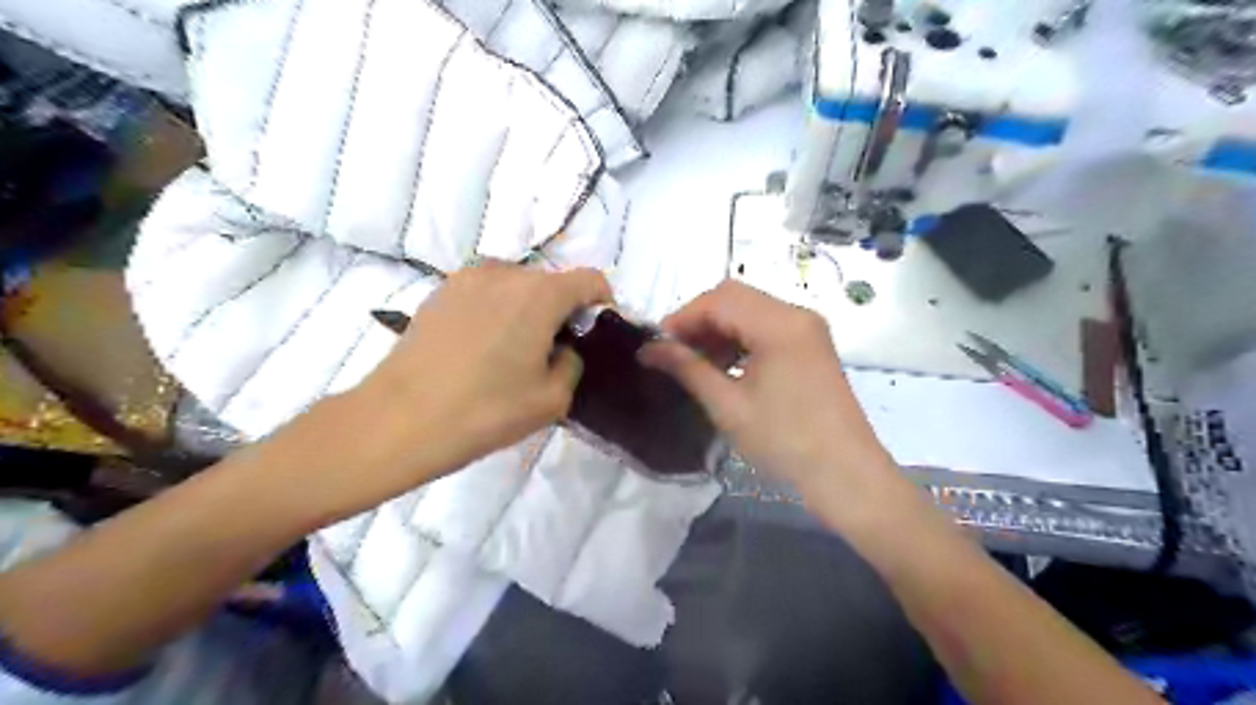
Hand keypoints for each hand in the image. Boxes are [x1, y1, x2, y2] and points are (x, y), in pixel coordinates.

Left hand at [339, 262, 613, 486]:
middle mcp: (506, 272)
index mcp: (540, 294)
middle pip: (551, 282)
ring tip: (512, 351)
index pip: (590, 280)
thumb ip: (573, 362)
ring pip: (517, 286)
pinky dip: (497, 310)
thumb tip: (563, 348)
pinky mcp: (440, 291)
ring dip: (527, 309)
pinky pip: (486, 292)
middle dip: (561, 310)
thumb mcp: (552, 398)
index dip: (601, 304)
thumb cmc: (485, 411)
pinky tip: (481, 348)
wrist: (400, 420)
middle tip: (551, 352)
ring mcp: (467, 278)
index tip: (593, 335)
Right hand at [641, 283, 898, 509]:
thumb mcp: (728, 406)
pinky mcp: (812, 346)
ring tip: (696, 363)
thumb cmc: (784, 442)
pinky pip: (767, 327)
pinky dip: (740, 339)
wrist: (846, 475)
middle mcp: (797, 314)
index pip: (719, 299)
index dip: (683, 318)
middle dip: (699, 321)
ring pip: (751, 311)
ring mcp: (808, 329)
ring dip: (719, 330)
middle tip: (673, 353)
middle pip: (735, 298)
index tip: (657, 346)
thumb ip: (688, 368)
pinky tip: (725, 367)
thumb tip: (648, 349)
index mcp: (779, 324)